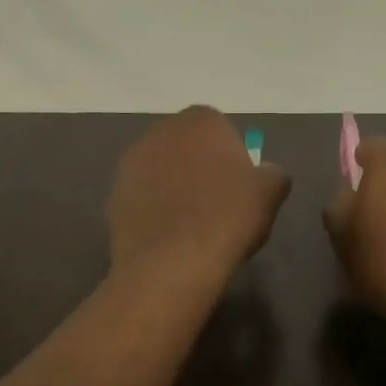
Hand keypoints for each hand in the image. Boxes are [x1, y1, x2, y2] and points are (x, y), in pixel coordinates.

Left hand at [108, 107, 291, 287]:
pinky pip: (143, 199)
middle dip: (200, 168)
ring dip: (175, 188)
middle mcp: (159, 132)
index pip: (220, 129)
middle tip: (218, 205)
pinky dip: (155, 211)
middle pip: (186, 147)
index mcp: (199, 120)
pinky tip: (169, 238)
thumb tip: (266, 173)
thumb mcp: (270, 192)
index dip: (232, 157)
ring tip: (192, 225)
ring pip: (161, 172)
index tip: (240, 187)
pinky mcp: (113, 197)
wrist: (171, 265)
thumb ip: (272, 173)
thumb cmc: (228, 218)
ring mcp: (130, 164)